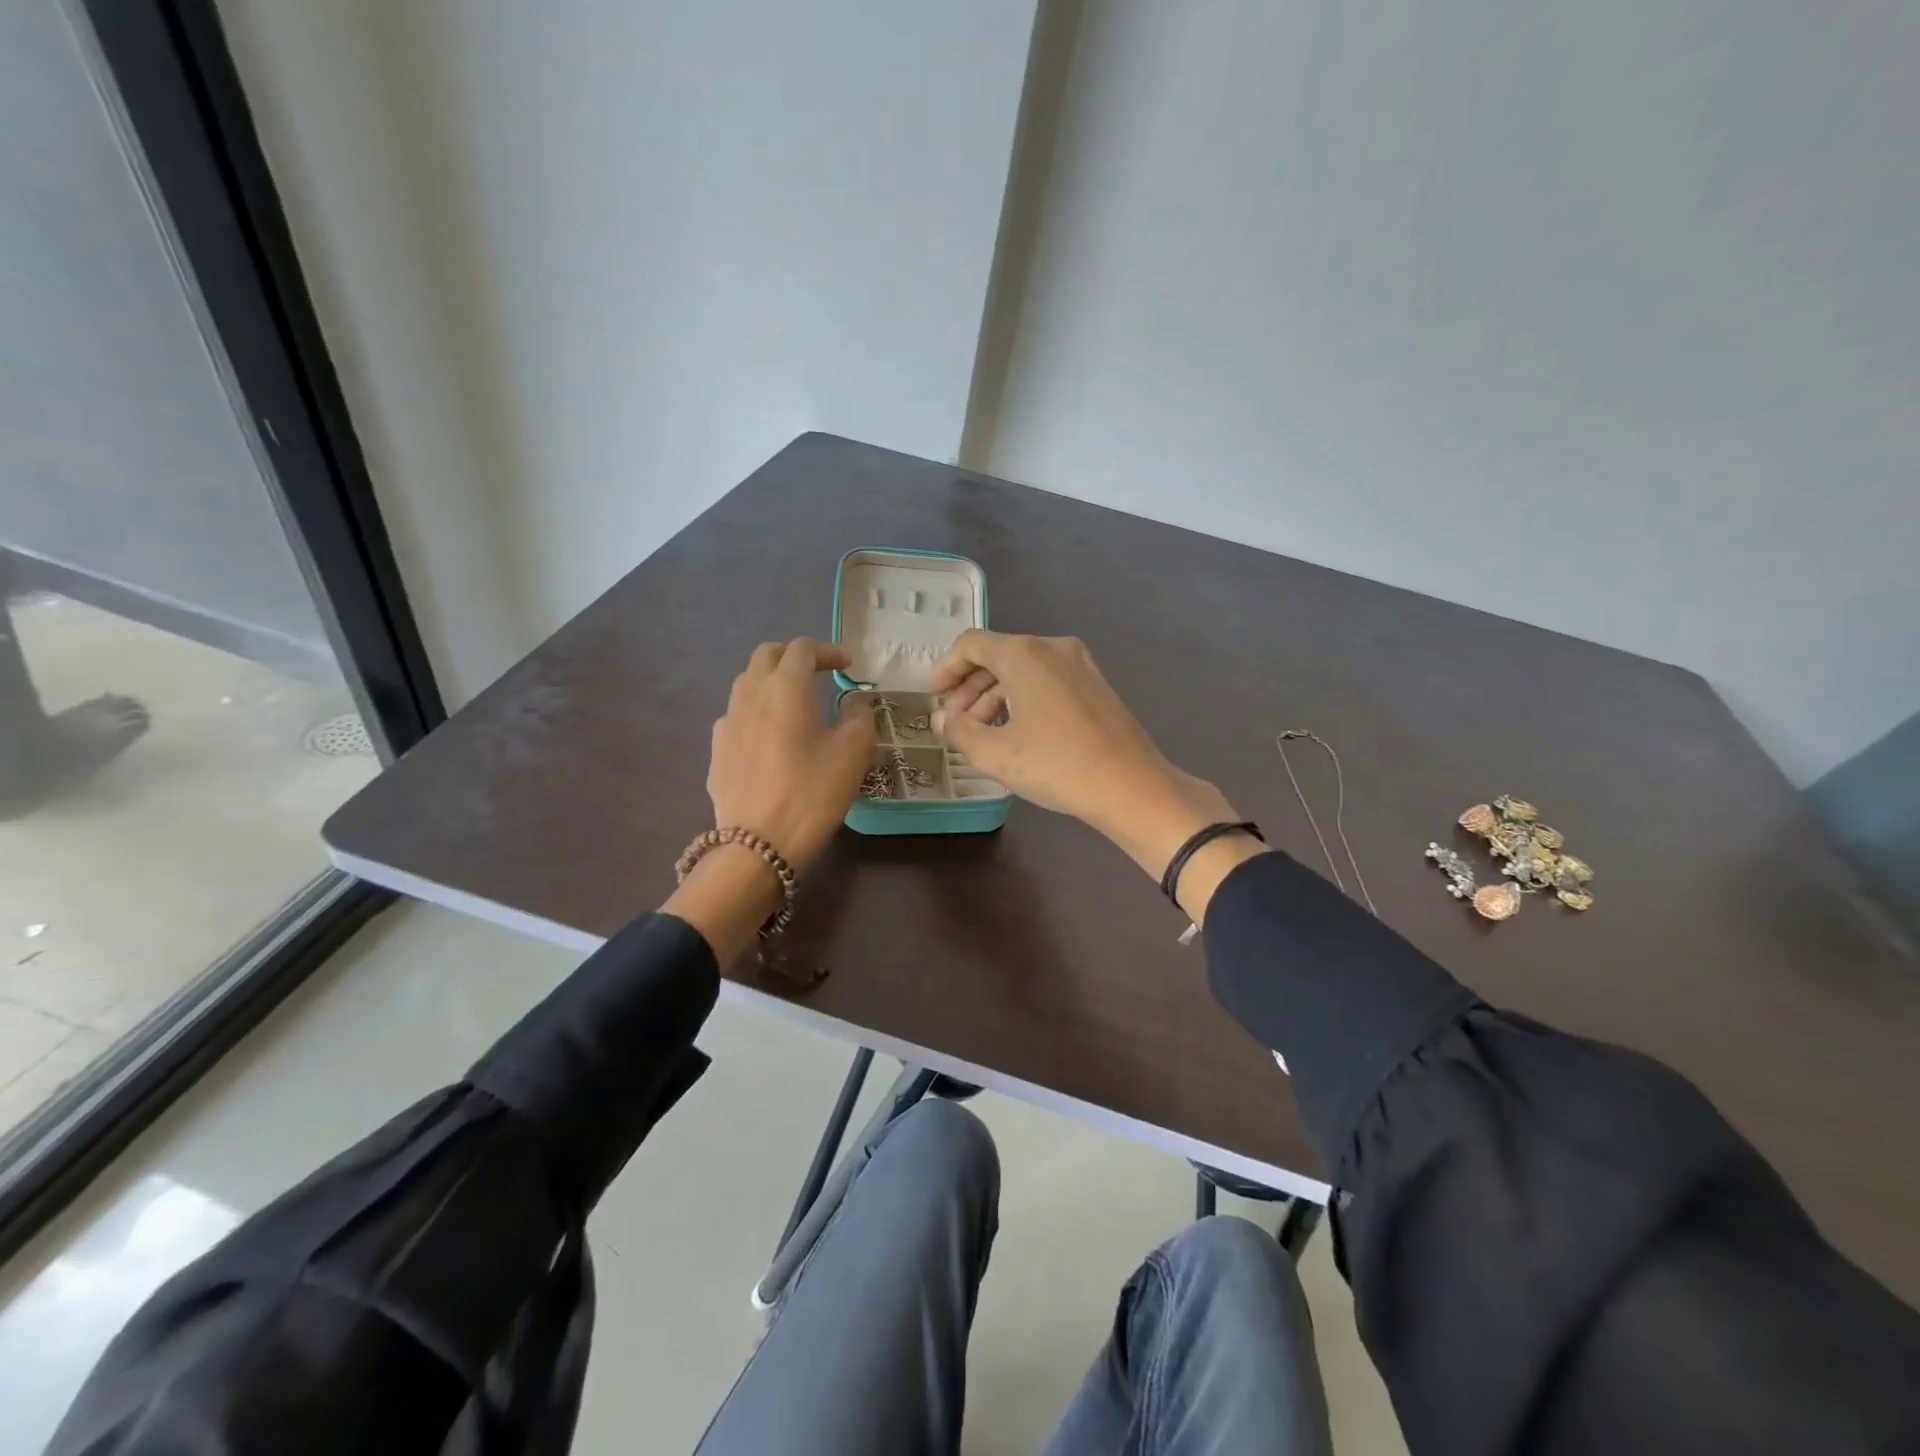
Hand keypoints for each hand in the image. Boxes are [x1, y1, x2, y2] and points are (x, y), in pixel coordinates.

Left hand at [667, 639, 875, 961]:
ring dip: (772, 682)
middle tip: (819, 673)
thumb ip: (859, 715)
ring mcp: (727, 723)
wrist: (759, 844)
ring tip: (795, 704)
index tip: (848, 666)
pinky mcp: (717, 751)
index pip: (802, 649)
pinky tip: (771, 739)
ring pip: (747, 684)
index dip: (828, 651)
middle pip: (766, 656)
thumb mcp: (853, 752)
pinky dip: (757, 712)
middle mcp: (750, 695)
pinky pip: (737, 716)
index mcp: (785, 687)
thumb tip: (855, 700)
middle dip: (794, 657)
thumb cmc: (813, 791)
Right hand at [929, 631, 1256, 915]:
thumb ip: (959, 730)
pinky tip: (1016, 732)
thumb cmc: (1057, 765)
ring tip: (982, 734)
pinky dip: (1022, 698)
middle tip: (954, 723)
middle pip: (997, 655)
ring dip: (994, 696)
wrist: (1132, 786)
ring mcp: (1080, 664)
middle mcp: (1053, 647)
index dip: (946, 668)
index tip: (934, 697)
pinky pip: (1046, 680)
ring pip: (1023, 670)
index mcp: (1024, 654)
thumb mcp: (996, 753)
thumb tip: (941, 718)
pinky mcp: (1095, 684)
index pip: (971, 645)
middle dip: (969, 688)